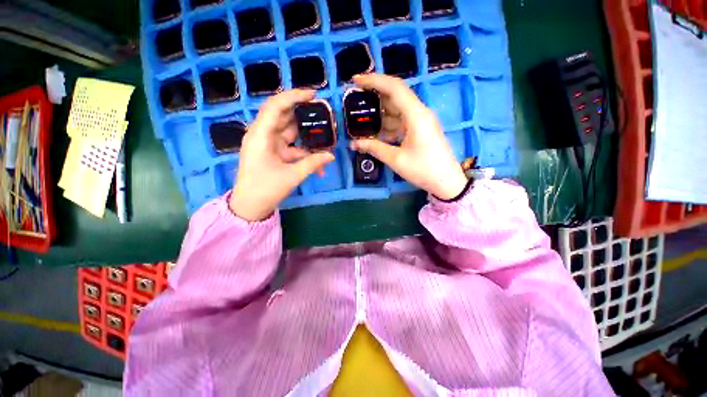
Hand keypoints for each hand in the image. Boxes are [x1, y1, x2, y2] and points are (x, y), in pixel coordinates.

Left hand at [229, 90, 334, 220]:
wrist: (250, 206)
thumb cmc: (265, 190)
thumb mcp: (292, 176)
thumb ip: (313, 163)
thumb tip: (331, 156)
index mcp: (261, 135)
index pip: (275, 106)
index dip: (293, 97)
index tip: (313, 95)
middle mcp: (263, 135)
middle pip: (284, 116)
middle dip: (304, 115)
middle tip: (324, 114)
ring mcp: (269, 144)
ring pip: (290, 132)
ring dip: (307, 136)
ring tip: (326, 137)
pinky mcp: (274, 153)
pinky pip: (292, 147)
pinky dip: (304, 153)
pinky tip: (318, 162)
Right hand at [349, 74, 467, 199]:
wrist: (446, 181)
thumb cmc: (423, 169)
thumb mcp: (396, 159)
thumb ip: (374, 148)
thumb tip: (354, 144)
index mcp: (416, 115)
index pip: (394, 88)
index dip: (374, 80)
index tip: (355, 80)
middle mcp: (419, 112)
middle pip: (395, 96)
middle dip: (374, 96)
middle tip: (355, 100)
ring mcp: (421, 121)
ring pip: (397, 110)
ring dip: (380, 113)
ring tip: (361, 119)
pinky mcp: (420, 129)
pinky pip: (401, 121)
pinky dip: (388, 125)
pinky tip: (376, 133)